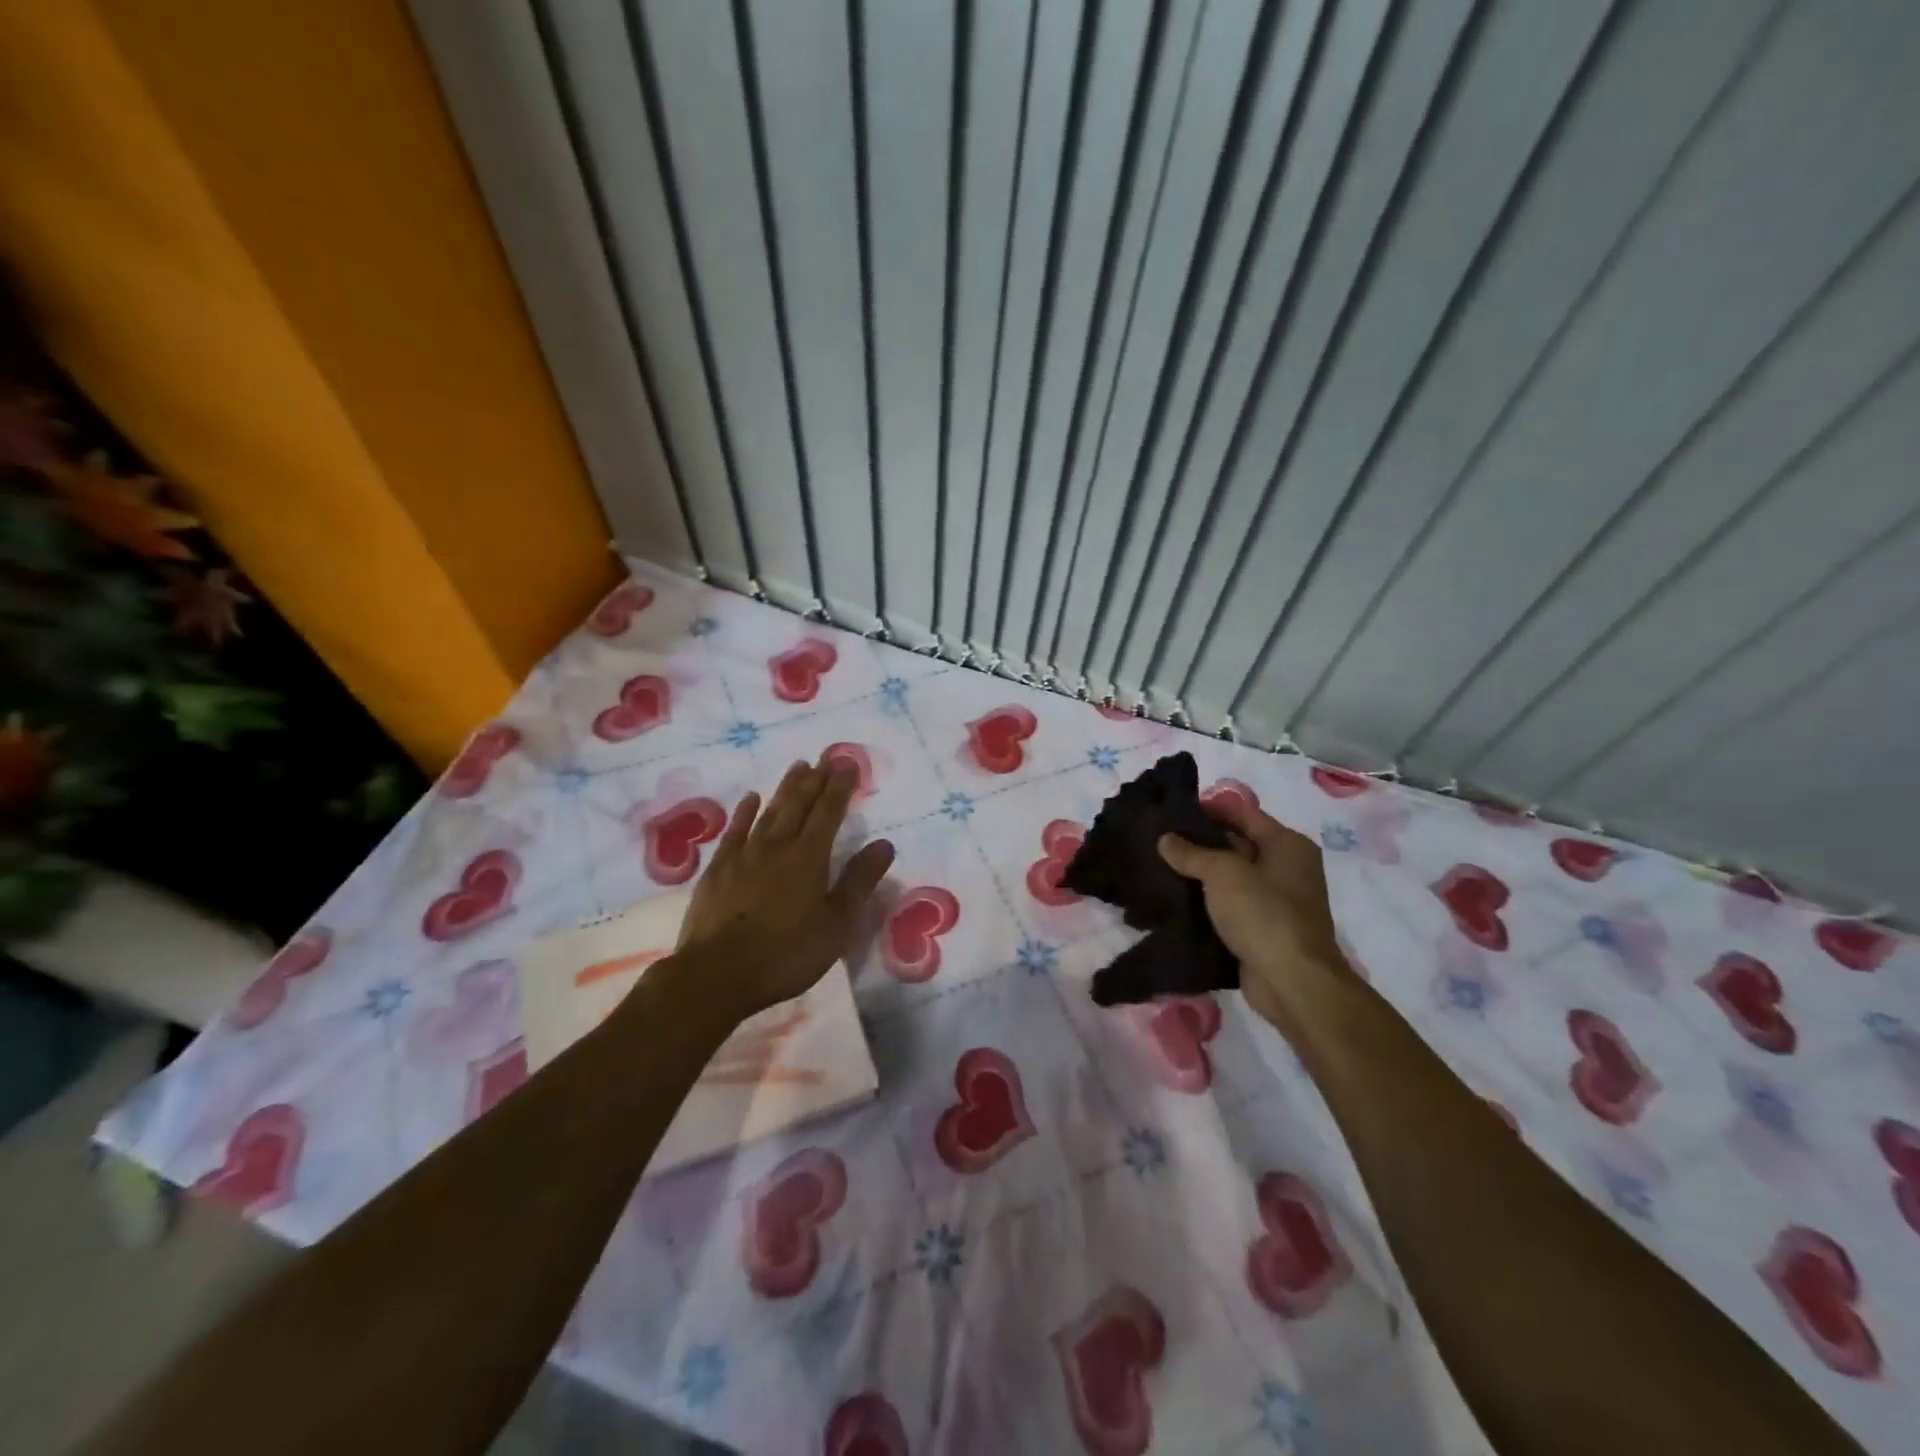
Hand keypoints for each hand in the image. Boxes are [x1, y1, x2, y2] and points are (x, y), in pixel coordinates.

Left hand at [675, 755, 894, 1020]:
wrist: (717, 974)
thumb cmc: (787, 953)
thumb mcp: (836, 924)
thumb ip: (859, 882)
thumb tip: (884, 844)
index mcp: (809, 857)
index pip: (829, 812)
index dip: (840, 787)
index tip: (848, 763)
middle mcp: (777, 846)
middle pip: (799, 805)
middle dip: (815, 779)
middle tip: (825, 757)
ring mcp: (744, 855)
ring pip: (769, 811)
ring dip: (786, 788)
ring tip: (798, 767)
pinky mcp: (718, 869)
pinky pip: (735, 830)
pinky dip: (745, 812)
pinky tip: (751, 798)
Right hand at [1156, 797, 1351, 1036]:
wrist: (1292, 981)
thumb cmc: (1263, 913)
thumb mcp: (1223, 873)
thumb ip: (1192, 853)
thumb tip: (1165, 839)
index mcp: (1287, 844)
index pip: (1242, 813)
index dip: (1208, 808)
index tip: (1171, 811)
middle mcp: (1287, 867)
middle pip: (1237, 843)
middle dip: (1200, 842)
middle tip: (1159, 839)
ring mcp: (1277, 901)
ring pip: (1231, 877)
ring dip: (1200, 874)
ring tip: (1160, 867)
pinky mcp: (1263, 929)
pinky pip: (1230, 906)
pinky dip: (1207, 902)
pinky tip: (1176, 900)